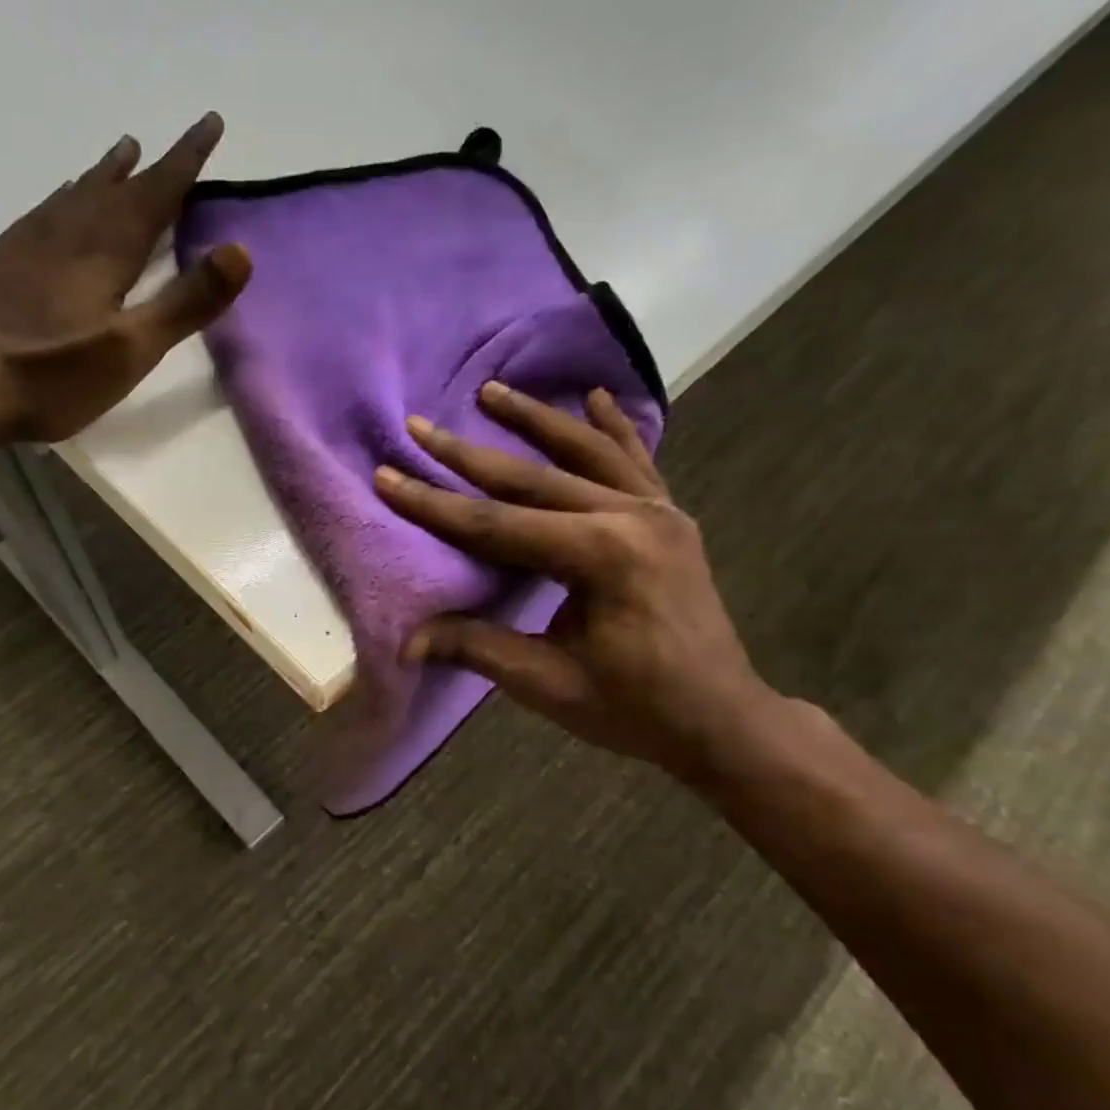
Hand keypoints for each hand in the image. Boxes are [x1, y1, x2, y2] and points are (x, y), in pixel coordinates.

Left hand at [0, 112, 250, 442]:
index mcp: (104, 253)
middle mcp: (66, 236)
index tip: (210, 122)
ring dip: (102, 175)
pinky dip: (59, 200)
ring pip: (73, 197)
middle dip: (146, 167)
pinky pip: (39, 216)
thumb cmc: (55, 377)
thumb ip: (186, 302)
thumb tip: (240, 251)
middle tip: (162, 142)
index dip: (185, 160)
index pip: (154, 194)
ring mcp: (26, 248)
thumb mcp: (133, 349)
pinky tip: (56, 204)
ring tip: (119, 154)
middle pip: (114, 190)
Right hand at [374, 383, 780, 782]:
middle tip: (421, 425)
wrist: (722, 719)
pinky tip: (595, 396)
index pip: (499, 524)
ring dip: (536, 420)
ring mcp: (659, 511)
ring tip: (493, 390)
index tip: (388, 476)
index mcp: (603, 557)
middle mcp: (633, 517)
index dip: (436, 505)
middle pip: (534, 478)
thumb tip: (406, 644)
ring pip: (586, 452)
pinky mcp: (671, 518)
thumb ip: (479, 649)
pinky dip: (613, 427)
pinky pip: (636, 460)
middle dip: (469, 454)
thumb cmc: (635, 709)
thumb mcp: (550, 685)